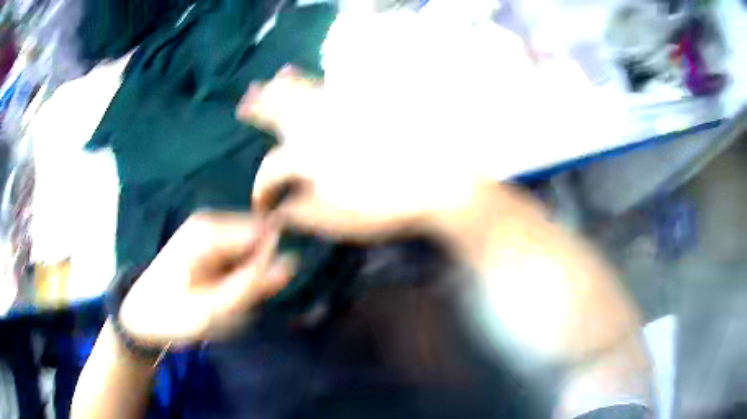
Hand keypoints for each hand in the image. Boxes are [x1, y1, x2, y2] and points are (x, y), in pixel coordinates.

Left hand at [118, 213, 295, 346]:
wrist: (142, 314)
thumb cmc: (174, 314)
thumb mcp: (214, 308)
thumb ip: (252, 284)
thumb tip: (292, 262)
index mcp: (210, 231)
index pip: (265, 232)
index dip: (271, 261)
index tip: (263, 290)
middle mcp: (211, 221)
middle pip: (258, 237)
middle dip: (260, 267)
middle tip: (243, 298)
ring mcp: (208, 229)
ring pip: (250, 245)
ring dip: (250, 271)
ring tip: (232, 295)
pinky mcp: (207, 241)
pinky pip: (238, 251)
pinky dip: (239, 271)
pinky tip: (225, 288)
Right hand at [237, 66, 489, 241]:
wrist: (435, 180)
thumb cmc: (383, 205)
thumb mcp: (336, 220)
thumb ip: (301, 214)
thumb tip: (277, 213)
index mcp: (304, 156)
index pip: (270, 171)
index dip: (261, 190)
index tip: (262, 205)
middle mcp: (315, 124)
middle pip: (277, 112)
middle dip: (258, 110)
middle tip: (243, 104)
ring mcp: (341, 108)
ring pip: (303, 91)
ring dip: (282, 86)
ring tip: (271, 79)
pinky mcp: (364, 102)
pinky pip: (332, 85)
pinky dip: (317, 79)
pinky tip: (317, 76)